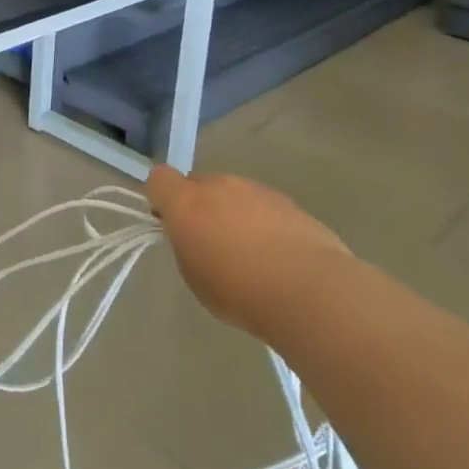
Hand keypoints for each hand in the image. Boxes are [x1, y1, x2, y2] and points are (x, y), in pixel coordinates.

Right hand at [147, 166, 350, 338]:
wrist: (309, 290)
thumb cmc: (238, 290)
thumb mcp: (194, 274)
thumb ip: (186, 243)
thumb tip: (194, 233)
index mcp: (187, 202)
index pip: (159, 178)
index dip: (161, 197)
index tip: (170, 223)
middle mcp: (220, 186)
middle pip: (199, 184)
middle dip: (200, 206)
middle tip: (211, 243)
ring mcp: (257, 190)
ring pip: (234, 194)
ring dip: (234, 213)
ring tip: (251, 254)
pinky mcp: (290, 202)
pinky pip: (264, 206)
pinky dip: (264, 223)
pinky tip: (278, 256)